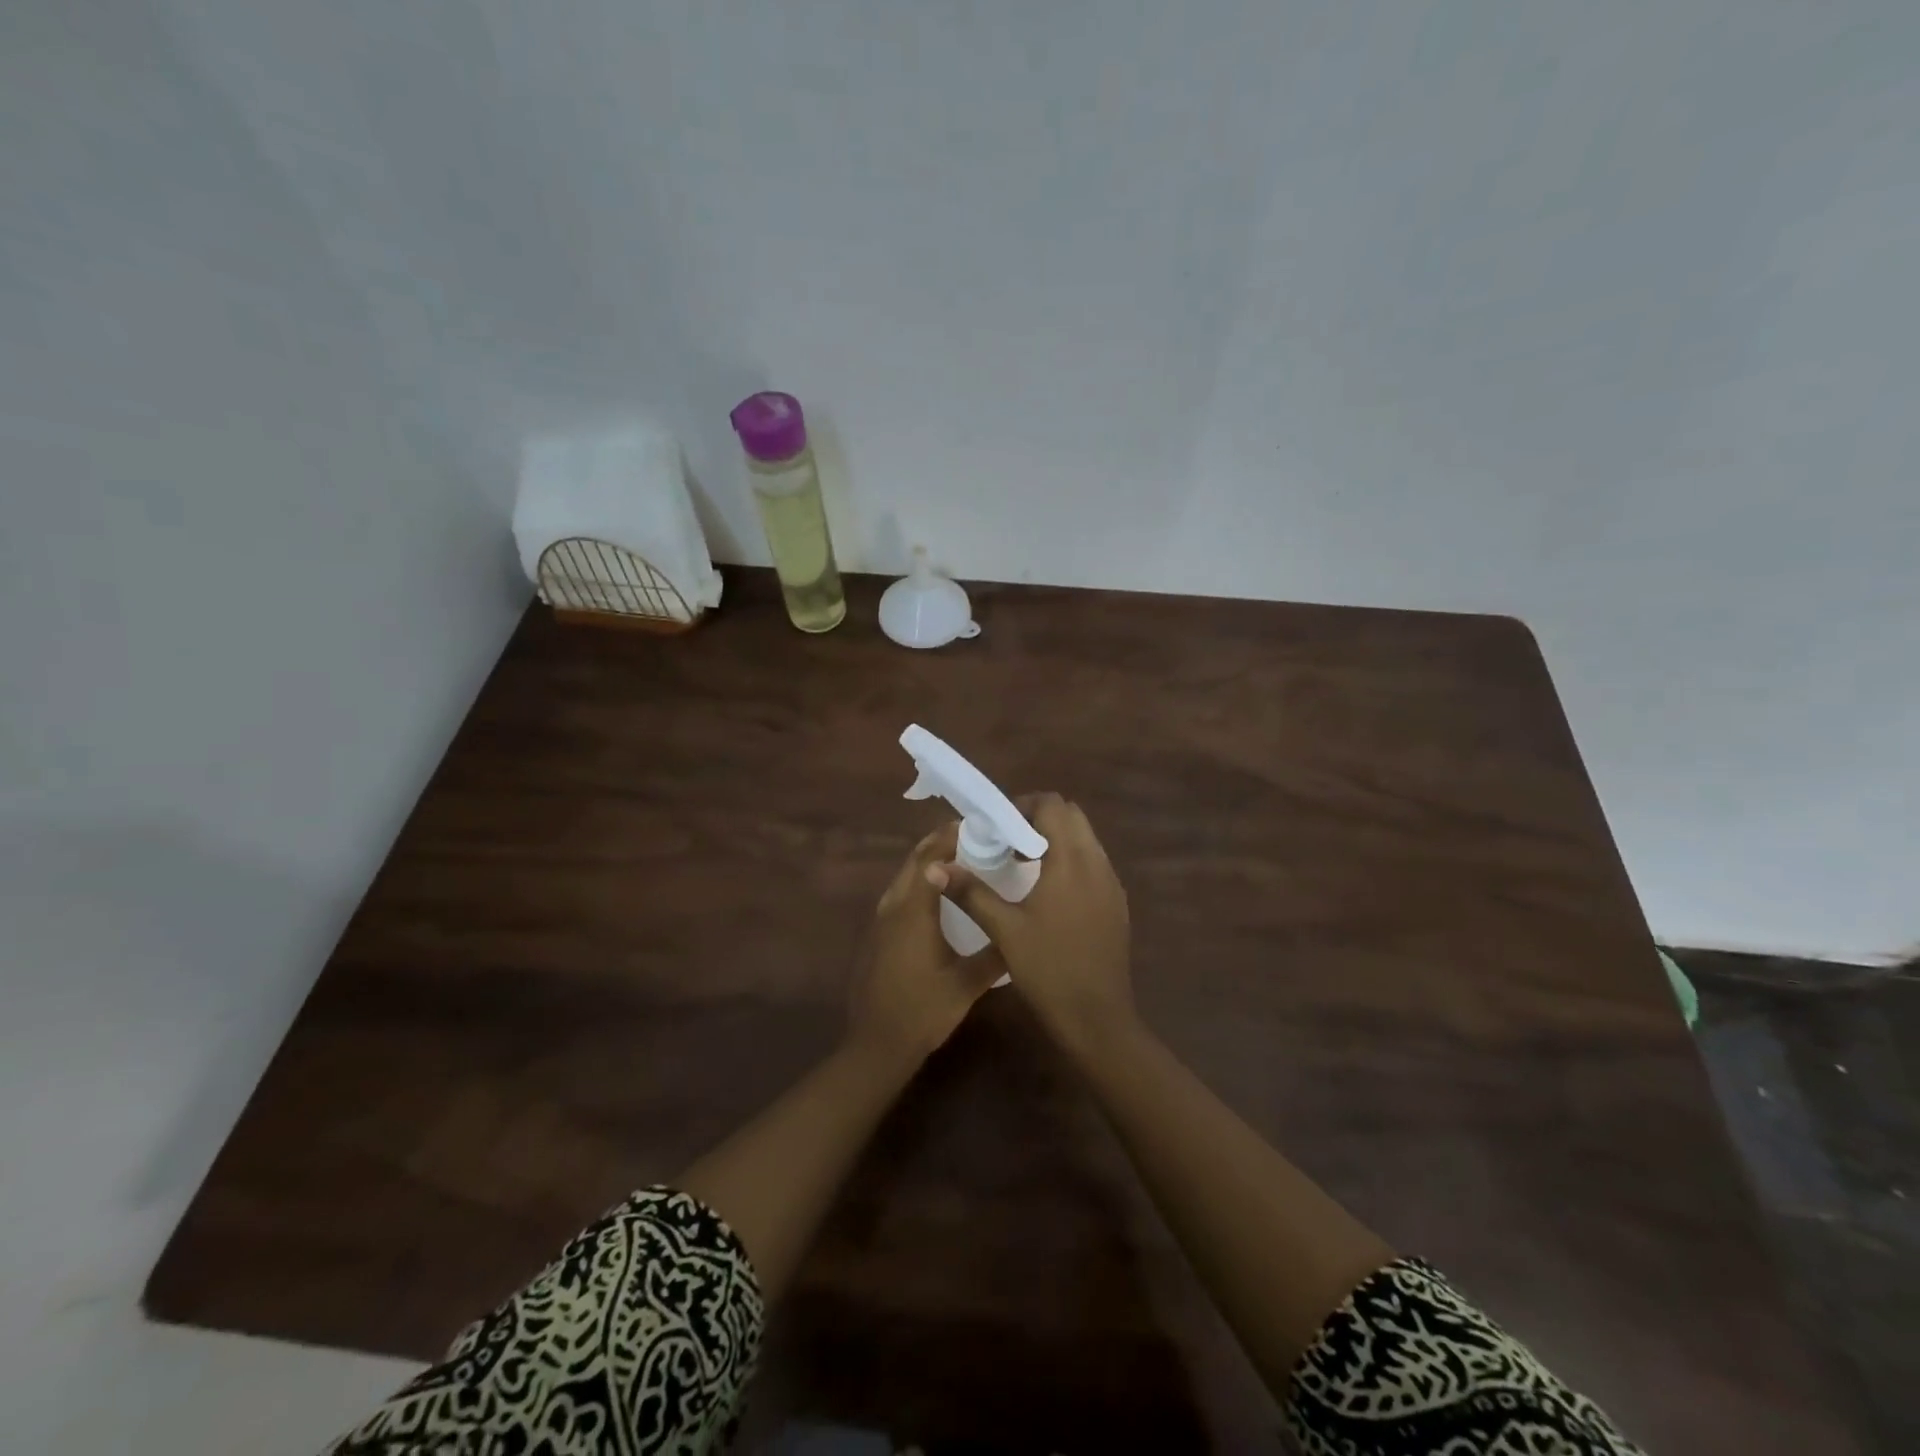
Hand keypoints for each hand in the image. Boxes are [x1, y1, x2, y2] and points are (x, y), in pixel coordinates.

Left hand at [847, 822, 1006, 1067]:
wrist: (877, 1044)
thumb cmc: (924, 1010)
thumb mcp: (967, 984)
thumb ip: (994, 955)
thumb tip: (1020, 932)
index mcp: (914, 912)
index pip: (931, 861)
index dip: (950, 839)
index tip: (975, 827)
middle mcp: (893, 908)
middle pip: (913, 862)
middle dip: (937, 842)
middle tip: (968, 834)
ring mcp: (880, 921)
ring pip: (902, 877)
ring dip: (924, 860)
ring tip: (954, 854)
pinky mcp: (876, 935)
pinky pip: (897, 894)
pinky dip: (915, 880)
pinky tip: (933, 893)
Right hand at [930, 794, 1135, 1062]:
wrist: (1098, 1019)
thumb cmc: (1049, 970)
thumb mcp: (1004, 930)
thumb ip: (971, 892)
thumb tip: (936, 867)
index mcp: (1072, 861)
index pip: (1053, 805)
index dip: (1022, 807)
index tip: (996, 828)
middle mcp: (1098, 863)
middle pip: (1072, 816)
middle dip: (1038, 820)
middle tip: (1006, 843)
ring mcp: (1112, 884)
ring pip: (1085, 840)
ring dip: (1054, 841)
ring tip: (1021, 867)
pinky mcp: (1116, 904)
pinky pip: (1093, 864)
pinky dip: (1069, 862)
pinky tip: (1046, 893)